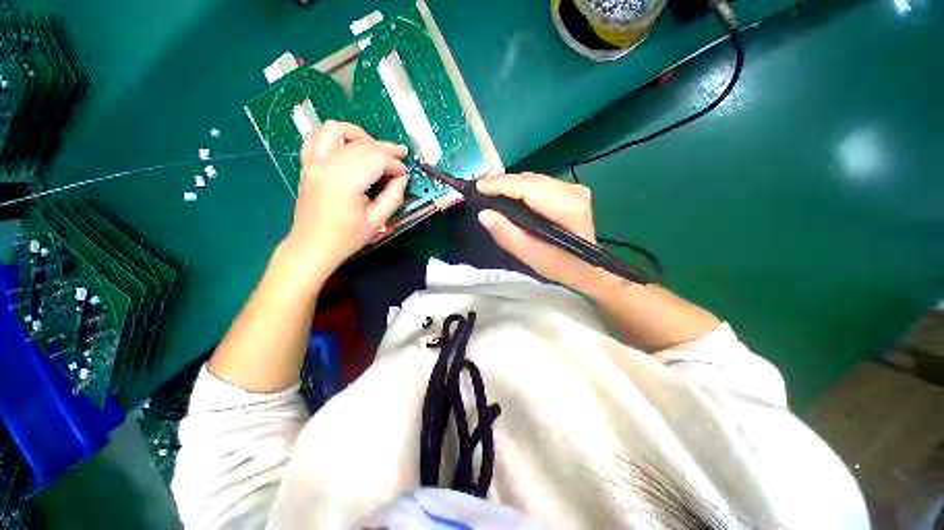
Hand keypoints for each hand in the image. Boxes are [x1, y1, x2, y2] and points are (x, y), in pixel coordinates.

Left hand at [283, 121, 408, 280]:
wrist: (313, 246)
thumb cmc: (347, 237)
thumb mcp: (378, 220)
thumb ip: (394, 196)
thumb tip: (402, 178)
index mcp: (347, 179)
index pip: (378, 159)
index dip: (396, 164)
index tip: (405, 174)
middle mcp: (329, 163)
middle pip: (363, 144)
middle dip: (386, 149)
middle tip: (401, 156)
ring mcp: (314, 161)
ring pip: (337, 130)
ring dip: (359, 135)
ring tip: (374, 147)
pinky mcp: (307, 164)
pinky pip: (317, 136)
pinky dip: (334, 135)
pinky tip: (347, 145)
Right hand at [476, 173, 604, 292]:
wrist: (588, 268)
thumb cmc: (560, 266)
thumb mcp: (530, 255)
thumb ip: (506, 234)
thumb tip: (484, 213)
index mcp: (566, 208)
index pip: (528, 188)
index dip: (501, 185)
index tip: (478, 187)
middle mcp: (573, 191)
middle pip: (531, 180)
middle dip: (503, 183)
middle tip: (481, 189)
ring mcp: (574, 188)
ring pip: (534, 179)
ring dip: (511, 184)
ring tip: (491, 191)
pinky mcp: (572, 190)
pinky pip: (540, 183)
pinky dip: (522, 187)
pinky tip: (510, 194)